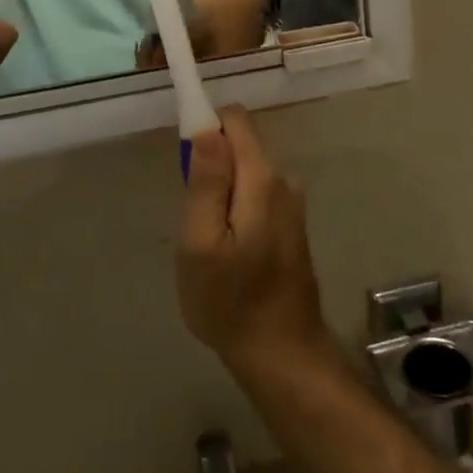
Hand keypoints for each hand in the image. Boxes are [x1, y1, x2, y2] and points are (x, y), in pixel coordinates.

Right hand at [178, 106, 329, 374]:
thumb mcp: (201, 242)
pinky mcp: (291, 224)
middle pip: (239, 145)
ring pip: (245, 172)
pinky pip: (255, 195)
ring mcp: (291, 203)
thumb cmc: (229, 301)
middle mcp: (283, 180)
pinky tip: (230, 250)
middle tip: (193, 217)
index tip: (181, 160)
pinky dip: (236, 208)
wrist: (281, 353)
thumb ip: (206, 181)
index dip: (204, 125)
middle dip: (210, 166)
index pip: (233, 119)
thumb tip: (206, 127)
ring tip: (210, 241)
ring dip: (222, 192)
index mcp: (261, 178)